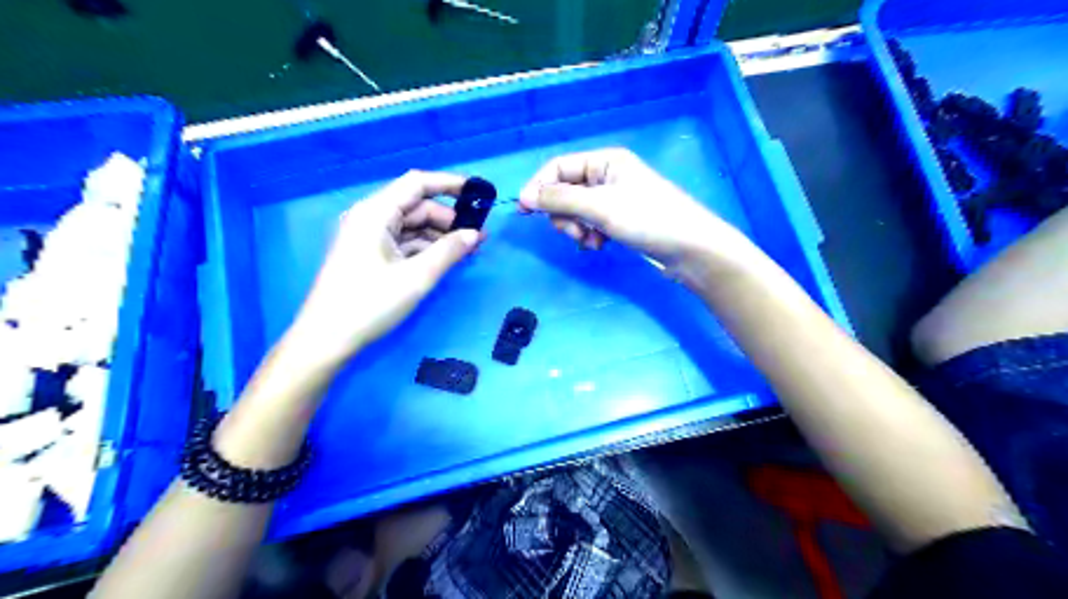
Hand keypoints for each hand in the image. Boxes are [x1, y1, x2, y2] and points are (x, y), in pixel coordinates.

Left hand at [285, 167, 481, 363]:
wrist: (326, 339)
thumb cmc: (370, 304)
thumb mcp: (417, 277)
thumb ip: (449, 251)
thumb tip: (476, 234)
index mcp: (375, 212)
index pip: (417, 183)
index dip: (450, 184)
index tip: (479, 193)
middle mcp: (370, 217)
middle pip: (416, 206)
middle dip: (448, 218)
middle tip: (478, 236)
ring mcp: (367, 236)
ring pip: (411, 225)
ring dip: (438, 235)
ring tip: (467, 250)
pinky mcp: (368, 254)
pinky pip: (402, 241)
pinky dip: (424, 247)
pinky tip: (444, 259)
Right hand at [516, 150, 748, 268]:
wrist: (689, 249)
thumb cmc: (647, 219)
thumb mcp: (600, 206)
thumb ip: (560, 199)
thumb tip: (524, 196)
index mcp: (604, 161)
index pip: (558, 167)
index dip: (539, 187)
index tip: (524, 211)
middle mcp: (606, 176)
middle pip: (564, 191)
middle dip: (563, 214)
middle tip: (574, 231)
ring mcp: (612, 200)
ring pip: (575, 211)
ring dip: (576, 228)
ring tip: (591, 241)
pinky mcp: (618, 221)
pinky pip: (589, 224)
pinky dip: (588, 236)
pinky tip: (599, 246)